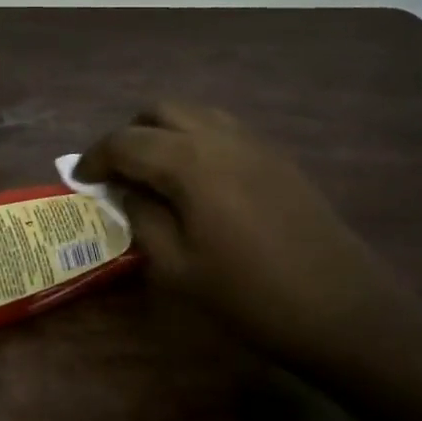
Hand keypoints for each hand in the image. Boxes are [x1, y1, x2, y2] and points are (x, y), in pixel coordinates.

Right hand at [76, 102, 413, 376]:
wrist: (342, 310)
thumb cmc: (249, 296)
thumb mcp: (178, 267)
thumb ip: (142, 218)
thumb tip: (126, 191)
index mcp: (190, 162)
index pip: (125, 142)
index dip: (94, 158)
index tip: (79, 179)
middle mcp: (220, 137)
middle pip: (160, 110)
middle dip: (129, 135)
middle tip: (117, 173)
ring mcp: (254, 142)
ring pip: (194, 113)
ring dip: (163, 132)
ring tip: (154, 174)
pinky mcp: (277, 157)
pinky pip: (222, 129)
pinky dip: (195, 140)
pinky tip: (196, 182)